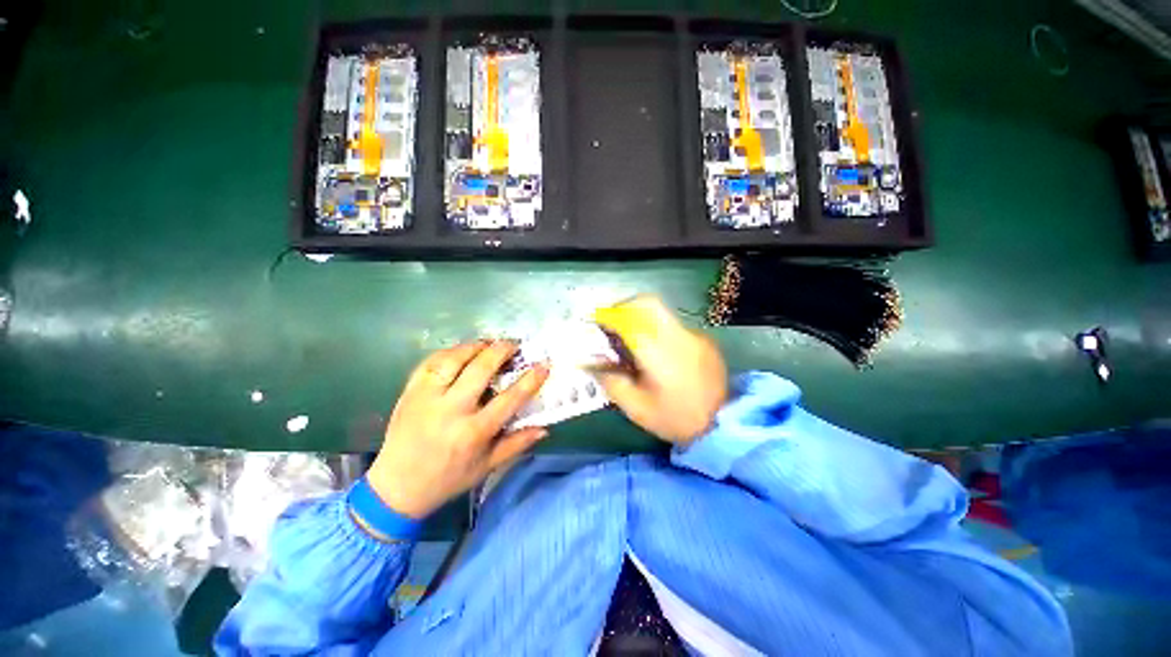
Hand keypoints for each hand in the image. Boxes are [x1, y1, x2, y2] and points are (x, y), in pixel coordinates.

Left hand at [367, 341, 549, 518]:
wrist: (396, 487)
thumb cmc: (447, 479)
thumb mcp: (487, 467)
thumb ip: (517, 444)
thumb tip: (545, 428)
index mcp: (473, 432)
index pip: (509, 399)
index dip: (530, 379)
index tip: (543, 364)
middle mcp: (451, 411)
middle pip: (480, 369)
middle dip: (501, 350)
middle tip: (514, 344)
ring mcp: (427, 398)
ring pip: (454, 359)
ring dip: (475, 346)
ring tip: (489, 343)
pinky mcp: (409, 392)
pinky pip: (430, 362)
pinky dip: (449, 352)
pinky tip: (461, 351)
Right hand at [593, 296, 727, 445]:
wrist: (724, 425)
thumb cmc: (675, 419)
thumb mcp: (636, 408)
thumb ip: (611, 381)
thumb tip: (591, 362)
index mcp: (658, 354)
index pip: (629, 319)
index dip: (608, 316)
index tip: (596, 321)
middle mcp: (678, 336)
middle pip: (648, 303)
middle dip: (624, 307)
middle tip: (612, 323)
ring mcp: (694, 335)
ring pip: (661, 312)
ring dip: (640, 317)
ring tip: (631, 338)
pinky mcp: (703, 340)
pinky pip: (673, 325)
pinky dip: (656, 328)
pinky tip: (656, 351)